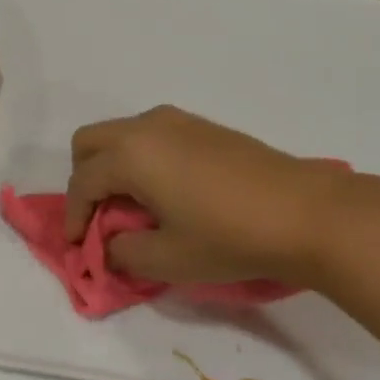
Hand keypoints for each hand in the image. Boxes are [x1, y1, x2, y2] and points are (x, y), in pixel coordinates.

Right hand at [65, 107, 354, 289]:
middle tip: (100, 219)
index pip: (83, 181)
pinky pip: (152, 135)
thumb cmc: (229, 237)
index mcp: (132, 153)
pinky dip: (141, 159)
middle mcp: (148, 126)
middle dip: (85, 180)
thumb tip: (111, 245)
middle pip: (91, 142)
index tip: (79, 248)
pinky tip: (166, 194)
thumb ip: (123, 253)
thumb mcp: (167, 259)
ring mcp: (178, 121)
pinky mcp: (203, 126)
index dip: (73, 216)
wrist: (305, 212)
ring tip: (133, 209)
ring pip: (122, 134)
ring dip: (113, 167)